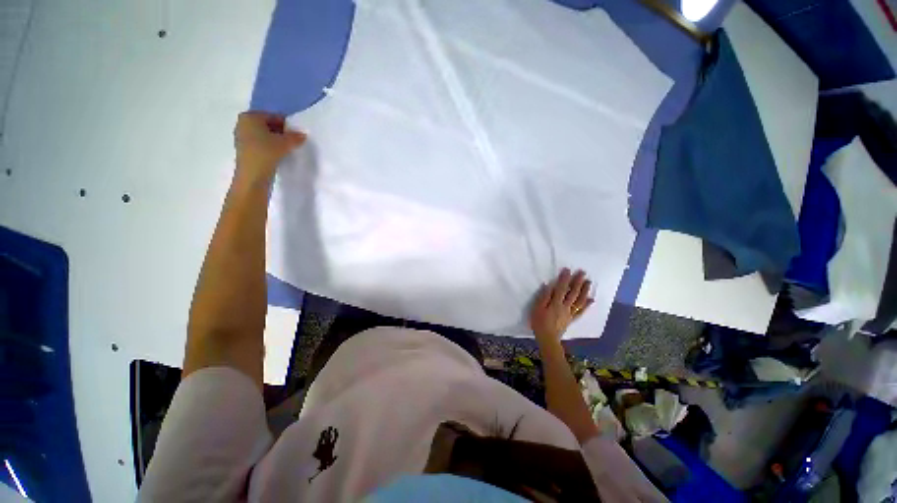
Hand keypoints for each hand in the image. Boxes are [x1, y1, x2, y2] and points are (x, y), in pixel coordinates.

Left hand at [234, 111, 306, 179]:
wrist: (253, 175)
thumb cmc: (266, 152)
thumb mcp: (285, 143)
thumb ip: (295, 137)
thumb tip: (302, 134)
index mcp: (250, 116)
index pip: (274, 116)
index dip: (287, 125)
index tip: (297, 134)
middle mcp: (243, 123)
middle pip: (268, 125)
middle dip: (281, 132)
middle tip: (293, 142)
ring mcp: (242, 137)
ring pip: (264, 135)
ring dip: (276, 141)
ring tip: (287, 149)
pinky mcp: (244, 149)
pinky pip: (260, 144)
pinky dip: (270, 147)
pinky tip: (278, 155)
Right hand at [529, 268, 593, 345]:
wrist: (547, 338)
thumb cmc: (539, 322)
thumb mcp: (537, 308)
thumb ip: (544, 296)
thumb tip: (548, 285)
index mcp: (556, 303)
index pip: (561, 288)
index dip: (564, 278)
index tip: (568, 270)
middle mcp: (565, 306)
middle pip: (573, 293)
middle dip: (578, 282)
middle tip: (583, 273)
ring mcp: (570, 313)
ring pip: (579, 300)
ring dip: (585, 291)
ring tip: (588, 282)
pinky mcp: (571, 318)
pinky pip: (581, 311)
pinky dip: (587, 305)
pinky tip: (591, 299)